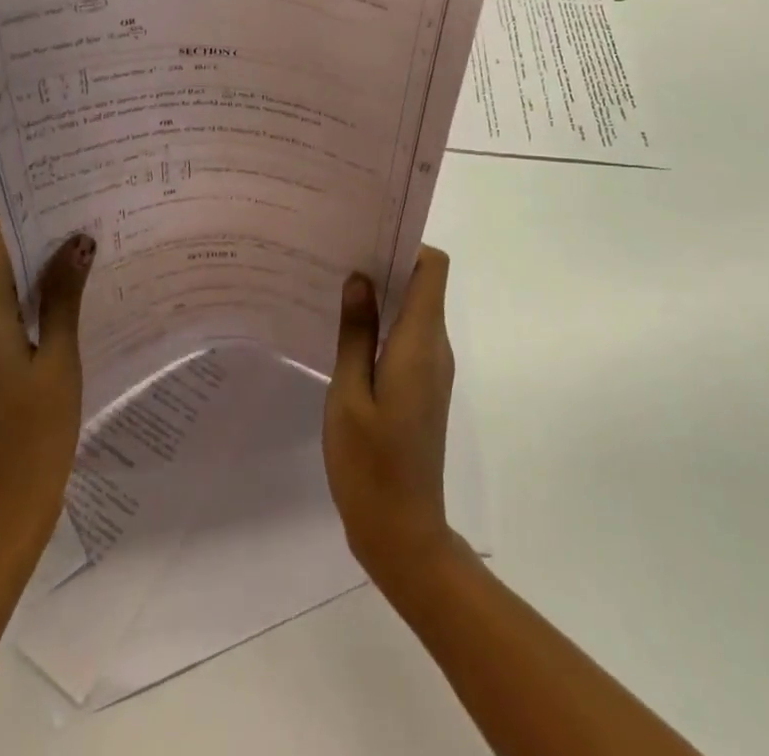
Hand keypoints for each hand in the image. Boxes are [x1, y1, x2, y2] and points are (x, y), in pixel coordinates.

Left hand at [0, 221, 93, 567]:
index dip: (28, 219)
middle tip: (90, 230)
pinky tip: (64, 315)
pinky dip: (26, 316)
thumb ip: (64, 297)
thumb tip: (76, 241)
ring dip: (36, 285)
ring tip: (86, 266)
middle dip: (41, 250)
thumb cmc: (34, 435)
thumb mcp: (59, 360)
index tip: (66, 198)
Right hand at [323, 247, 457, 585]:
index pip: (433, 268)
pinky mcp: (422, 386)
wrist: (402, 535)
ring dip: (381, 293)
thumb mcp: (350, 394)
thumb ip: (355, 332)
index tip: (366, 234)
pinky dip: (382, 322)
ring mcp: (431, 368)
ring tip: (333, 284)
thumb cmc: (370, 464)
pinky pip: (407, 336)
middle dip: (386, 261)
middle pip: (423, 283)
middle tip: (337, 252)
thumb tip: (360, 278)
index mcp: (421, 342)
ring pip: (414, 309)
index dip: (406, 243)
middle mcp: (435, 347)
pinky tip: (343, 329)